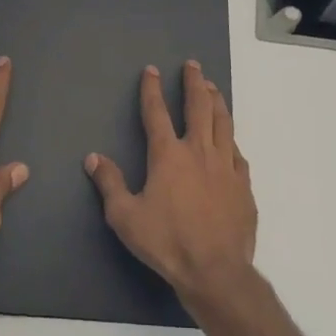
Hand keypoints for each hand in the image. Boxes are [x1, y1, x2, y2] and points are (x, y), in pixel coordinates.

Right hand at [85, 59, 256, 301]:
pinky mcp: (243, 185)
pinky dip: (230, 139)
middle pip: (198, 107)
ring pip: (222, 123)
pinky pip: (237, 153)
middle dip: (193, 83)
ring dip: (216, 101)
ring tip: (212, 87)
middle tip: (193, 66)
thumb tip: (93, 158)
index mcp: (168, 155)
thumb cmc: (166, 242)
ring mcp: (225, 166)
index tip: (152, 71)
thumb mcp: (124, 216)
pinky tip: (229, 138)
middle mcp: (198, 152)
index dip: (152, 90)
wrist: (215, 270)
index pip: (156, 113)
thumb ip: (109, 183)